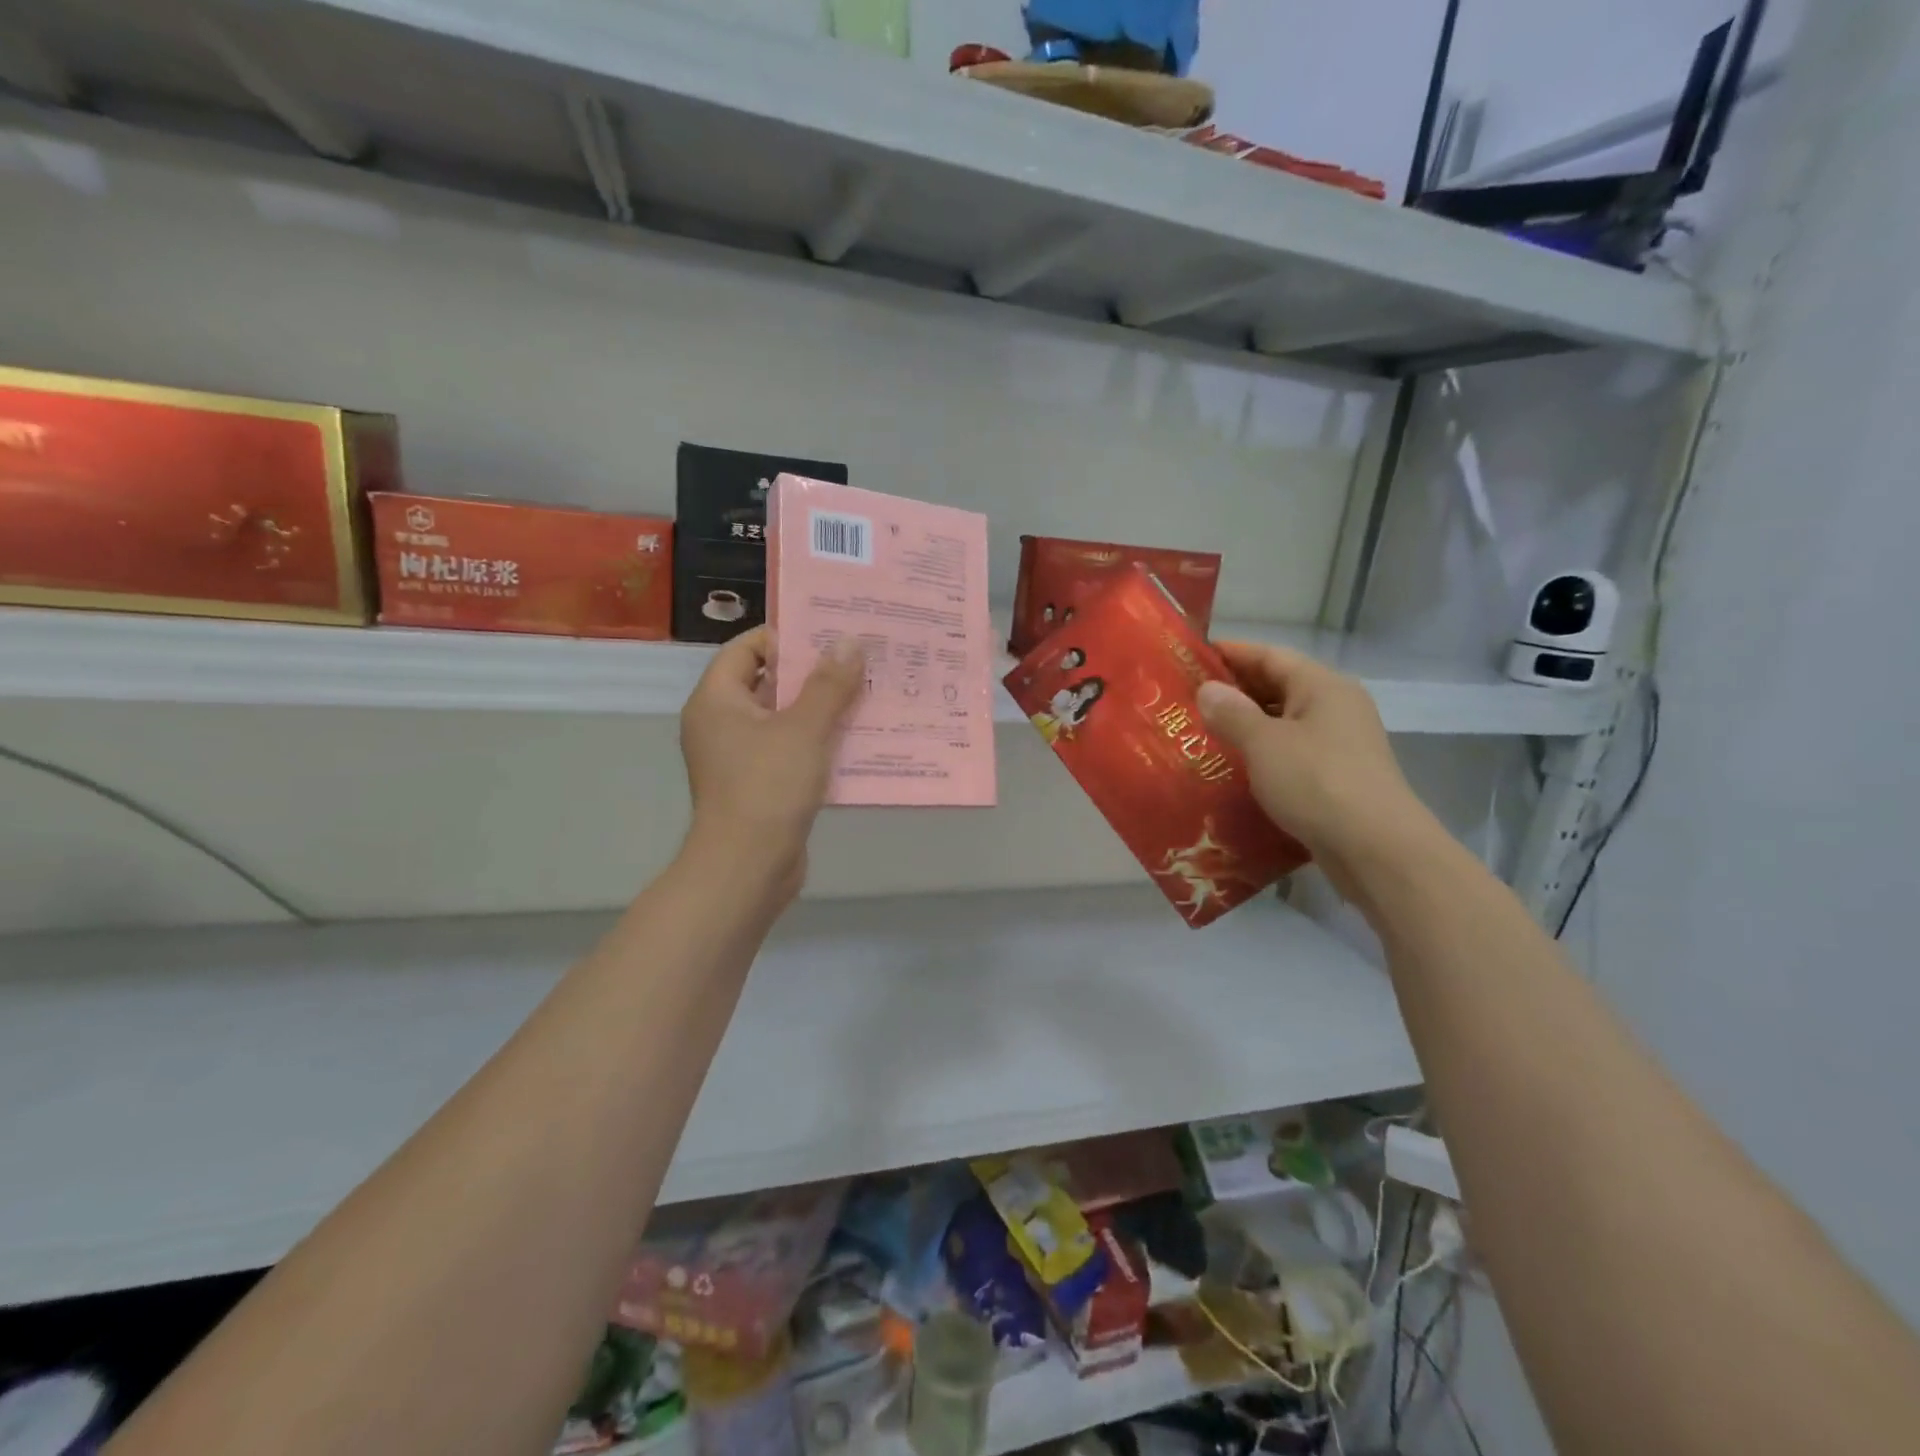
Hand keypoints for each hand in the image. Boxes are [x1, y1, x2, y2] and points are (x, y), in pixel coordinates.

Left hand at [679, 627, 864, 897]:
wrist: (748, 867)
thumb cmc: (768, 787)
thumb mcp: (804, 729)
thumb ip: (828, 684)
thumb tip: (848, 641)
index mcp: (717, 700)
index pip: (746, 649)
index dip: (786, 638)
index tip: (829, 637)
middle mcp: (721, 724)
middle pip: (767, 683)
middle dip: (812, 673)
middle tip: (857, 662)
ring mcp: (738, 757)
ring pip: (783, 719)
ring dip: (820, 709)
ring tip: (865, 695)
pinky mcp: (759, 785)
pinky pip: (789, 750)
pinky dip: (817, 742)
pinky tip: (855, 739)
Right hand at [1197, 642, 1434, 897]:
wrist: (1376, 849)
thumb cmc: (1317, 782)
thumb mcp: (1264, 743)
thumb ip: (1232, 713)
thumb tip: (1208, 690)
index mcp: (1322, 686)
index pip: (1270, 656)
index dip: (1231, 652)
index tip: (1192, 656)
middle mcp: (1336, 707)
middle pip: (1279, 686)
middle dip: (1235, 691)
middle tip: (1188, 698)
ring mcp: (1341, 743)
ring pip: (1285, 722)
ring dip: (1246, 725)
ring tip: (1202, 732)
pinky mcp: (1338, 777)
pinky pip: (1292, 752)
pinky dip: (1262, 753)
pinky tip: (1234, 768)